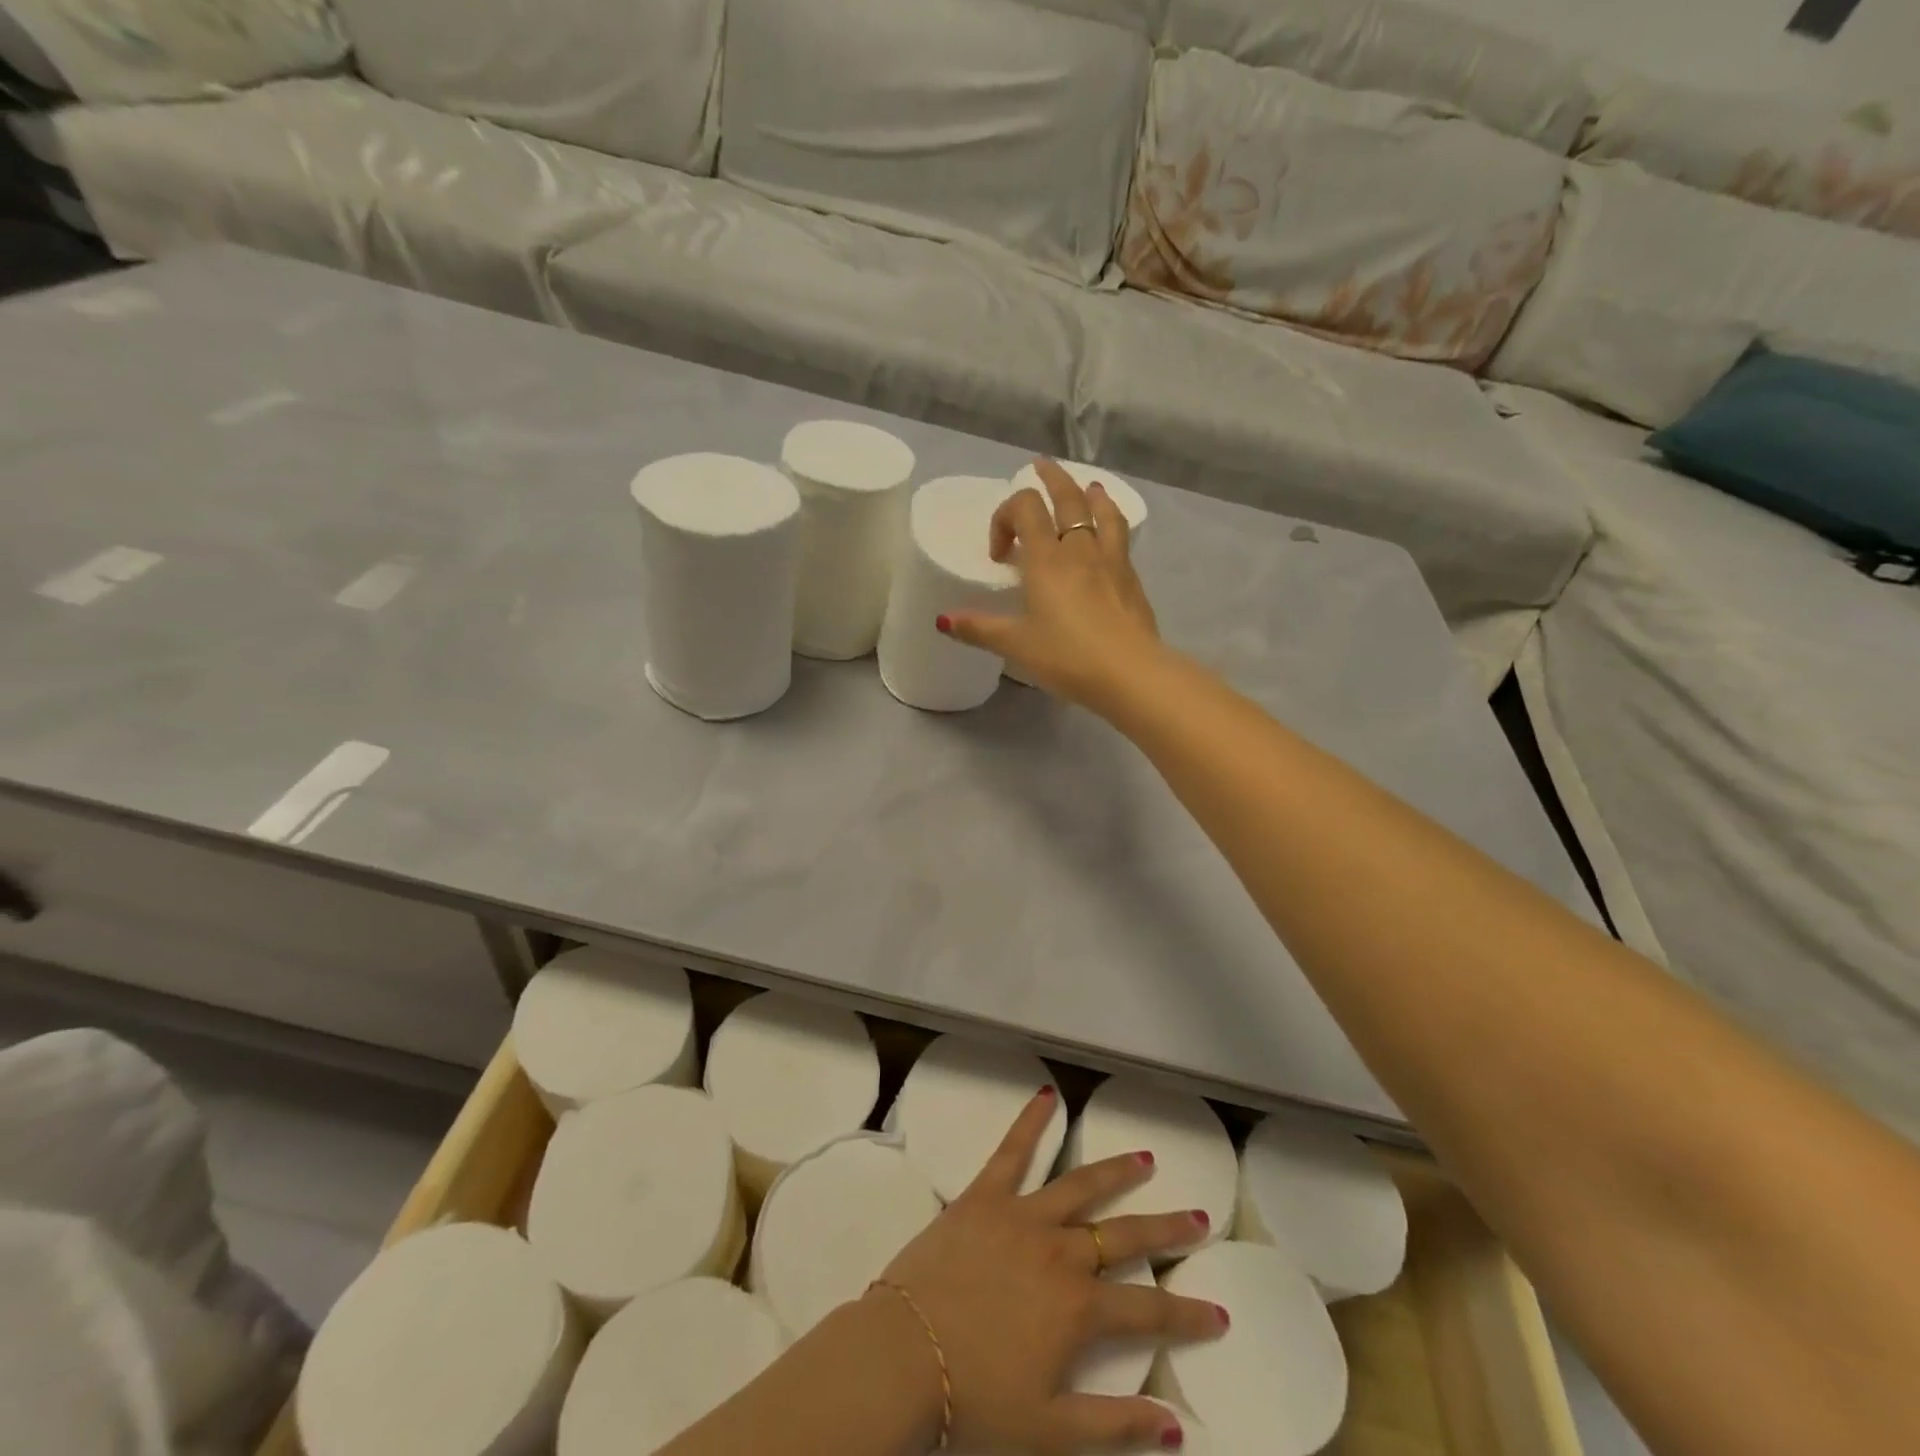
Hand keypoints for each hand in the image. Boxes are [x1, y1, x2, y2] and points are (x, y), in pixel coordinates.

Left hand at [871, 1088, 1224, 1453]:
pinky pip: (1012, 1151)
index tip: (1218, 1313)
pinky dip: (1031, 1121)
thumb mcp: (1050, 1432)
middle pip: (1123, 1235)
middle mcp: (1059, 1251)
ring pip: (1079, 1185)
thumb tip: (1175, 1425)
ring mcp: (1022, 1216)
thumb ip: (1115, 1426)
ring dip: (1115, 1171)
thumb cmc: (973, 1398)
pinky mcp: (984, 1196)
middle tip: (1198, 1216)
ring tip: (1144, 1158)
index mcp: (1078, 1308)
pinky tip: (1047, 1094)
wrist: (902, 1356)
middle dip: (1166, 1228)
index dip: (1187, 1315)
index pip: (1148, 1311)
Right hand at [942, 459, 1163, 711]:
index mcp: (1047, 559)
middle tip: (1041, 466)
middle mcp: (1080, 549)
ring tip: (1088, 488)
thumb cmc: (1066, 656)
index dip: (1005, 517)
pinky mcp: (1132, 579)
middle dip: (1052, 479)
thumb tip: (943, 620)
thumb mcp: (1016, 645)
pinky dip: (1111, 523)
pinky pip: (1120, 537)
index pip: (1025, 509)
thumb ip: (980, 629)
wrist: (1129, 673)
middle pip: (1068, 497)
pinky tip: (1110, 535)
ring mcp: (1111, 561)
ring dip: (1091, 494)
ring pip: (1102, 512)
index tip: (999, 553)